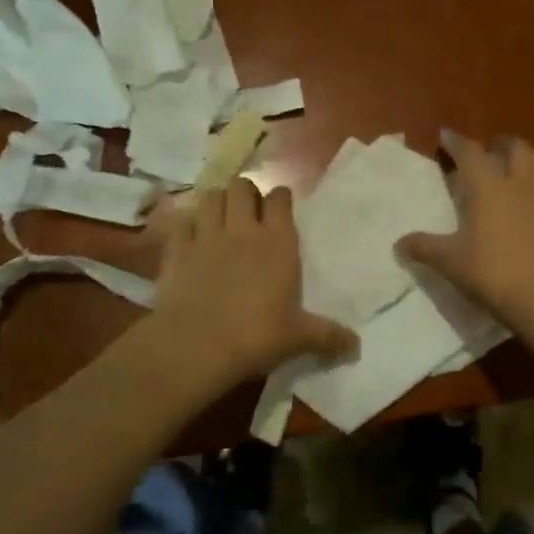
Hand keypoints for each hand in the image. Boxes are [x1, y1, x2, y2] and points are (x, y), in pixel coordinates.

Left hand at [149, 179, 355, 391]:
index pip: (280, 199)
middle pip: (242, 186)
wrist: (197, 346)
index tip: (281, 205)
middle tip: (248, 209)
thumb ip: (328, 336)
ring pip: (211, 197)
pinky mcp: (177, 249)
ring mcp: (206, 235)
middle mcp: (243, 229)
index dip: (280, 197)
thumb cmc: (256, 336)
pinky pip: (181, 221)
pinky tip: (190, 237)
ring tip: (220, 216)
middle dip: (245, 192)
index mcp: (278, 242)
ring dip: (216, 202)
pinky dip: (186, 224)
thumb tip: (356, 345)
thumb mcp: (299, 338)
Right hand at [398, 131, 533, 331]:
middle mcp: (519, 184)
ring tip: (518, 177)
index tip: (445, 136)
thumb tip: (399, 244)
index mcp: (488, 186)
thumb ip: (425, 248)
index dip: (456, 141)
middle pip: (516, 147)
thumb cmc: (494, 272)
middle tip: (488, 153)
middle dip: (500, 144)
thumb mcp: (451, 263)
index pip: (470, 151)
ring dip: (530, 165)